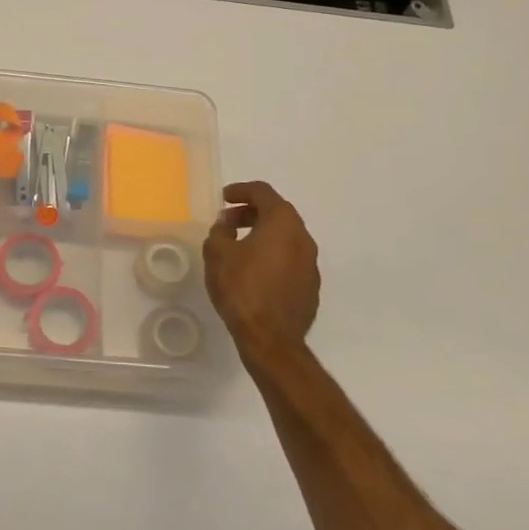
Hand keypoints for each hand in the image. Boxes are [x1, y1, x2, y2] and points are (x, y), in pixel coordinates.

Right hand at [203, 180, 319, 360]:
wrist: (271, 339)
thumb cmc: (242, 288)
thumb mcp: (217, 254)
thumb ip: (220, 231)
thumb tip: (227, 225)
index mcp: (282, 222)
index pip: (262, 192)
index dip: (240, 190)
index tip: (223, 198)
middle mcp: (303, 237)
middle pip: (277, 213)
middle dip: (250, 213)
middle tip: (227, 222)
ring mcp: (311, 263)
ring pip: (285, 237)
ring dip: (262, 235)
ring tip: (238, 247)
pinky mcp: (311, 286)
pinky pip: (290, 260)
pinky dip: (272, 256)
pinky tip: (254, 272)